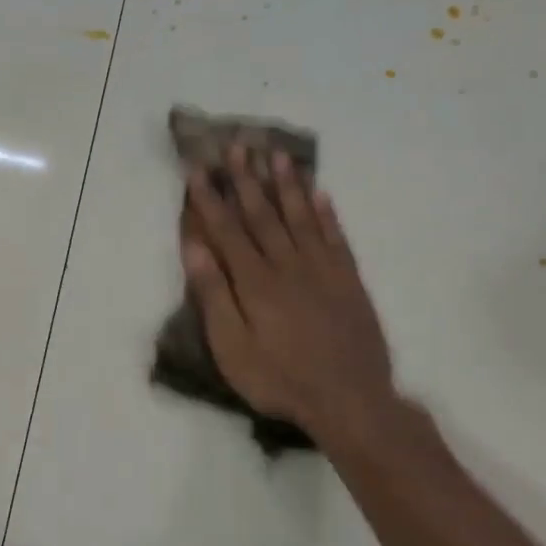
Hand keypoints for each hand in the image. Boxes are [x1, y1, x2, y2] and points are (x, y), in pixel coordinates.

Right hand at [180, 146, 397, 445]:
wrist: (350, 400)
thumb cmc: (278, 379)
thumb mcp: (232, 347)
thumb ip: (214, 295)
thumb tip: (195, 248)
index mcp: (255, 282)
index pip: (227, 230)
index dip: (210, 199)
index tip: (197, 169)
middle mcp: (288, 265)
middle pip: (263, 214)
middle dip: (246, 179)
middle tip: (237, 145)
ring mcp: (323, 270)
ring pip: (301, 217)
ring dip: (286, 184)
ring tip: (276, 154)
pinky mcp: (348, 281)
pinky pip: (336, 236)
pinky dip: (326, 212)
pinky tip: (320, 193)